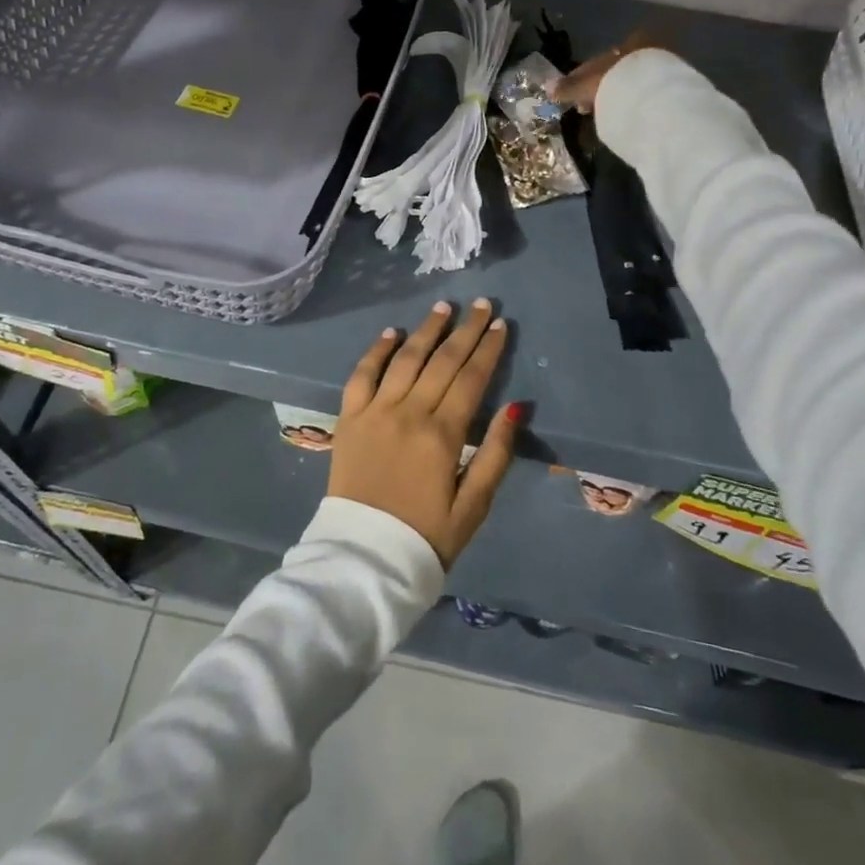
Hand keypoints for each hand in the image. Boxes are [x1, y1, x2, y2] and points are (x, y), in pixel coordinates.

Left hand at [328, 299, 520, 565]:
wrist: (364, 559)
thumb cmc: (426, 537)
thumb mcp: (474, 506)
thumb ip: (495, 454)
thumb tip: (516, 408)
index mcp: (443, 434)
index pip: (471, 379)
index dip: (488, 349)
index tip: (501, 325)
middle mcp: (409, 412)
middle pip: (442, 361)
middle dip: (465, 330)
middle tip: (482, 304)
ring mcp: (375, 411)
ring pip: (405, 359)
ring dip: (426, 330)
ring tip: (443, 307)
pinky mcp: (348, 418)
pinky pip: (361, 374)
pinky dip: (376, 351)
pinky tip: (391, 333)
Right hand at [547, 30, 664, 113]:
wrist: (657, 96)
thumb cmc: (618, 81)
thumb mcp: (588, 84)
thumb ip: (568, 86)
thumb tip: (548, 88)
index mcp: (630, 42)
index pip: (599, 59)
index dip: (582, 77)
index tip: (573, 95)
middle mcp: (648, 49)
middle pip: (615, 71)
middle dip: (599, 88)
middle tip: (585, 107)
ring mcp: (663, 68)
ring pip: (629, 82)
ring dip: (614, 96)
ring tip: (602, 114)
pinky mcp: (672, 87)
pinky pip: (642, 94)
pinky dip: (629, 102)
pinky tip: (622, 115)